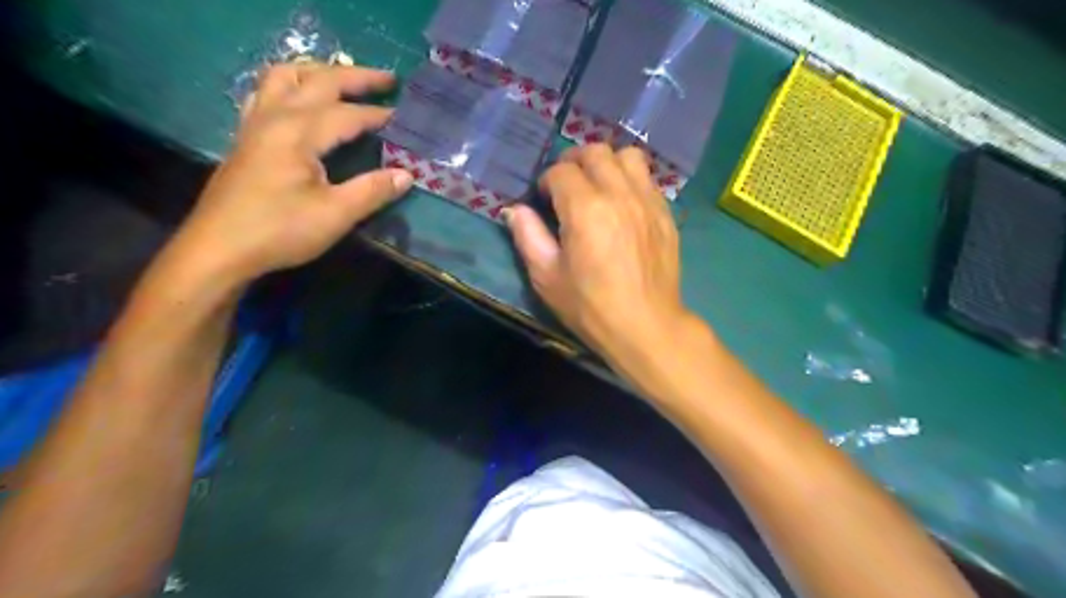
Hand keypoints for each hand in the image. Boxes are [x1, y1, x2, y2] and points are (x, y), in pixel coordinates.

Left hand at [168, 62, 411, 287]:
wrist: (218, 249)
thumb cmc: (280, 231)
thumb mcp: (335, 215)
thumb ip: (372, 191)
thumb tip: (407, 175)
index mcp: (298, 133)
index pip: (347, 114)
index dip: (379, 115)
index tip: (406, 117)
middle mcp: (275, 117)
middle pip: (318, 81)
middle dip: (355, 77)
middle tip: (387, 79)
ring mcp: (255, 124)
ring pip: (284, 77)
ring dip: (318, 72)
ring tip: (342, 79)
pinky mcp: (246, 137)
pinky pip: (266, 92)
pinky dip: (289, 84)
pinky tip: (299, 99)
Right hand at [504, 145, 691, 368]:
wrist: (646, 326)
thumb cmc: (591, 306)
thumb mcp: (547, 277)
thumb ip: (528, 237)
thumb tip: (514, 210)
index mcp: (586, 209)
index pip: (561, 171)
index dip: (547, 181)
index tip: (544, 200)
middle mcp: (620, 194)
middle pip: (595, 152)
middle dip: (574, 162)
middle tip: (566, 185)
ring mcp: (648, 201)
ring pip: (627, 156)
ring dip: (607, 163)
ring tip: (598, 186)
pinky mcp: (665, 213)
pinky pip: (648, 178)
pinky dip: (630, 180)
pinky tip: (622, 203)